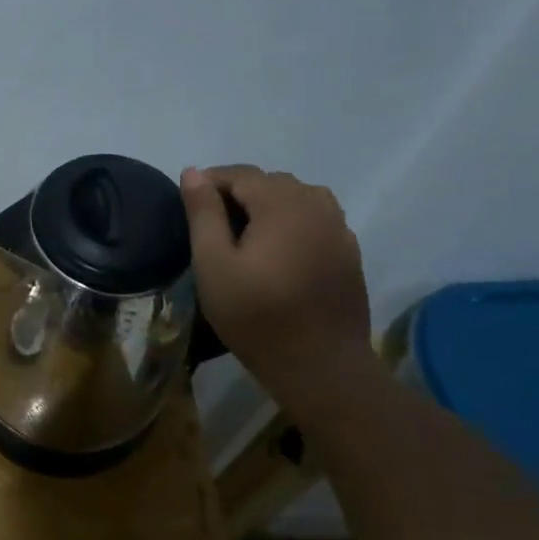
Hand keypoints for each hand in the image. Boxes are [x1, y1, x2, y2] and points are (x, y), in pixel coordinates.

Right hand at [181, 164, 374, 397]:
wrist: (321, 367)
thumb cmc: (257, 316)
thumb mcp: (213, 264)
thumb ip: (203, 214)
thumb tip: (193, 171)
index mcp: (282, 203)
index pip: (241, 174)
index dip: (211, 181)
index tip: (189, 203)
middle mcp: (316, 205)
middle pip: (271, 181)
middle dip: (239, 192)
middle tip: (212, 223)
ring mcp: (339, 228)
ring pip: (298, 196)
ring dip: (269, 204)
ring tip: (246, 232)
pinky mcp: (349, 252)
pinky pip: (317, 218)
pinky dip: (293, 220)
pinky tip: (280, 249)